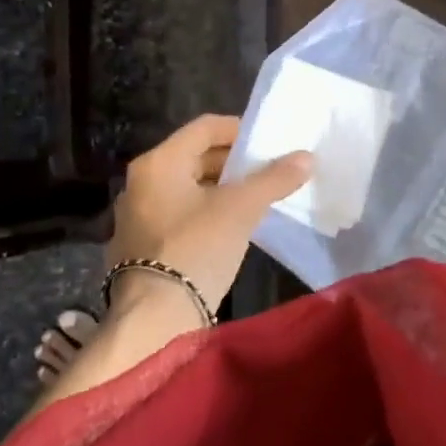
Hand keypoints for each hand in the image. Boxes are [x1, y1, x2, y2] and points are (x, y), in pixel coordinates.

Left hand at [108, 114, 312, 314]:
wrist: (154, 318)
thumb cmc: (196, 248)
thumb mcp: (241, 208)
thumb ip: (274, 178)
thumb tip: (307, 157)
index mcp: (159, 162)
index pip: (205, 127)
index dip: (240, 129)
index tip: (270, 142)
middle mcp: (142, 181)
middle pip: (195, 156)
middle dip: (235, 162)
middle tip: (269, 170)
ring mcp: (138, 214)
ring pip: (189, 186)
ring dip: (223, 187)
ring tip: (258, 197)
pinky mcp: (142, 243)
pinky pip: (180, 212)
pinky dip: (207, 210)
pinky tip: (233, 225)